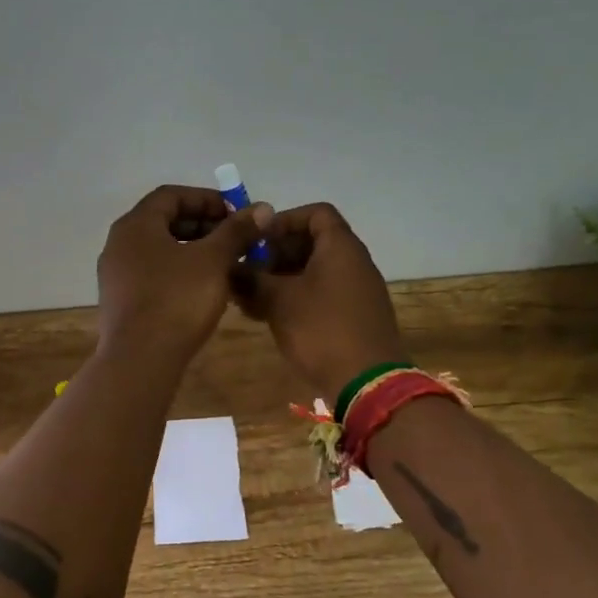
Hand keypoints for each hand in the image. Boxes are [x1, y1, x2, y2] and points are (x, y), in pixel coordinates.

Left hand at [97, 184, 273, 366]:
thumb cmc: (177, 300)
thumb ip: (236, 231)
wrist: (140, 360)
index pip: (171, 195)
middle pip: (164, 221)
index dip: (207, 199)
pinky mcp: (121, 301)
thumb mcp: (213, 261)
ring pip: (160, 250)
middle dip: (203, 226)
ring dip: (194, 251)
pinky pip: (153, 274)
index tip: (236, 215)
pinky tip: (204, 290)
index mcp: (135, 225)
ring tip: (226, 265)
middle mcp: (119, 243)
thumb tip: (262, 208)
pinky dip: (179, 272)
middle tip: (235, 240)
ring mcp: (116, 274)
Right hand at [236, 202, 405, 403]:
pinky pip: (323, 294)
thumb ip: (251, 279)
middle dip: (277, 254)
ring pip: (315, 271)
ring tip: (252, 298)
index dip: (284, 221)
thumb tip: (230, 268)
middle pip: (314, 242)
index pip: (316, 213)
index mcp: (341, 247)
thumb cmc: (322, 330)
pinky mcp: (355, 316)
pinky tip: (269, 317)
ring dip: (283, 279)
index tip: (258, 241)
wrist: (368, 384)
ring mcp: (357, 290)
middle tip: (250, 272)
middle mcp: (354, 262)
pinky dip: (297, 298)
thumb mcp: (278, 301)